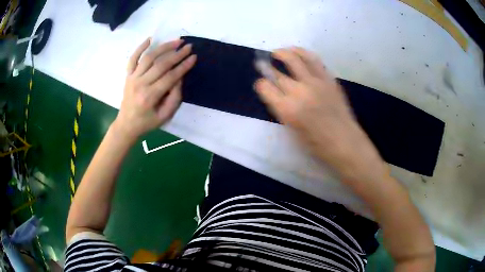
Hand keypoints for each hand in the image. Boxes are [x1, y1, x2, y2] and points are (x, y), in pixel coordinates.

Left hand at [113, 38, 196, 139]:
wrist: (126, 125)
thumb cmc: (147, 122)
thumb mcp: (165, 116)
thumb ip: (174, 98)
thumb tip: (179, 78)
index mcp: (150, 97)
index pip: (170, 77)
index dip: (183, 66)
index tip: (194, 57)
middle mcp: (140, 84)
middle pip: (161, 64)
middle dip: (177, 54)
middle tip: (188, 47)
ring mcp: (132, 78)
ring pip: (148, 58)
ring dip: (163, 47)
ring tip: (176, 41)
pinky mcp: (128, 76)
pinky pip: (132, 59)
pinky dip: (140, 48)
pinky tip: (150, 39)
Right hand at [255, 47, 386, 181]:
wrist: (344, 141)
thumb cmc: (317, 144)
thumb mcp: (292, 130)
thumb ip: (282, 109)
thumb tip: (276, 94)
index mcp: (287, 109)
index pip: (265, 87)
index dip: (261, 84)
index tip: (261, 83)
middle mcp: (299, 92)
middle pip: (278, 73)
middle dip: (266, 66)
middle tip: (263, 62)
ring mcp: (315, 83)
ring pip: (295, 58)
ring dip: (284, 52)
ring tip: (279, 51)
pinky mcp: (328, 79)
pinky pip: (314, 60)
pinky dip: (303, 53)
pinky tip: (298, 53)